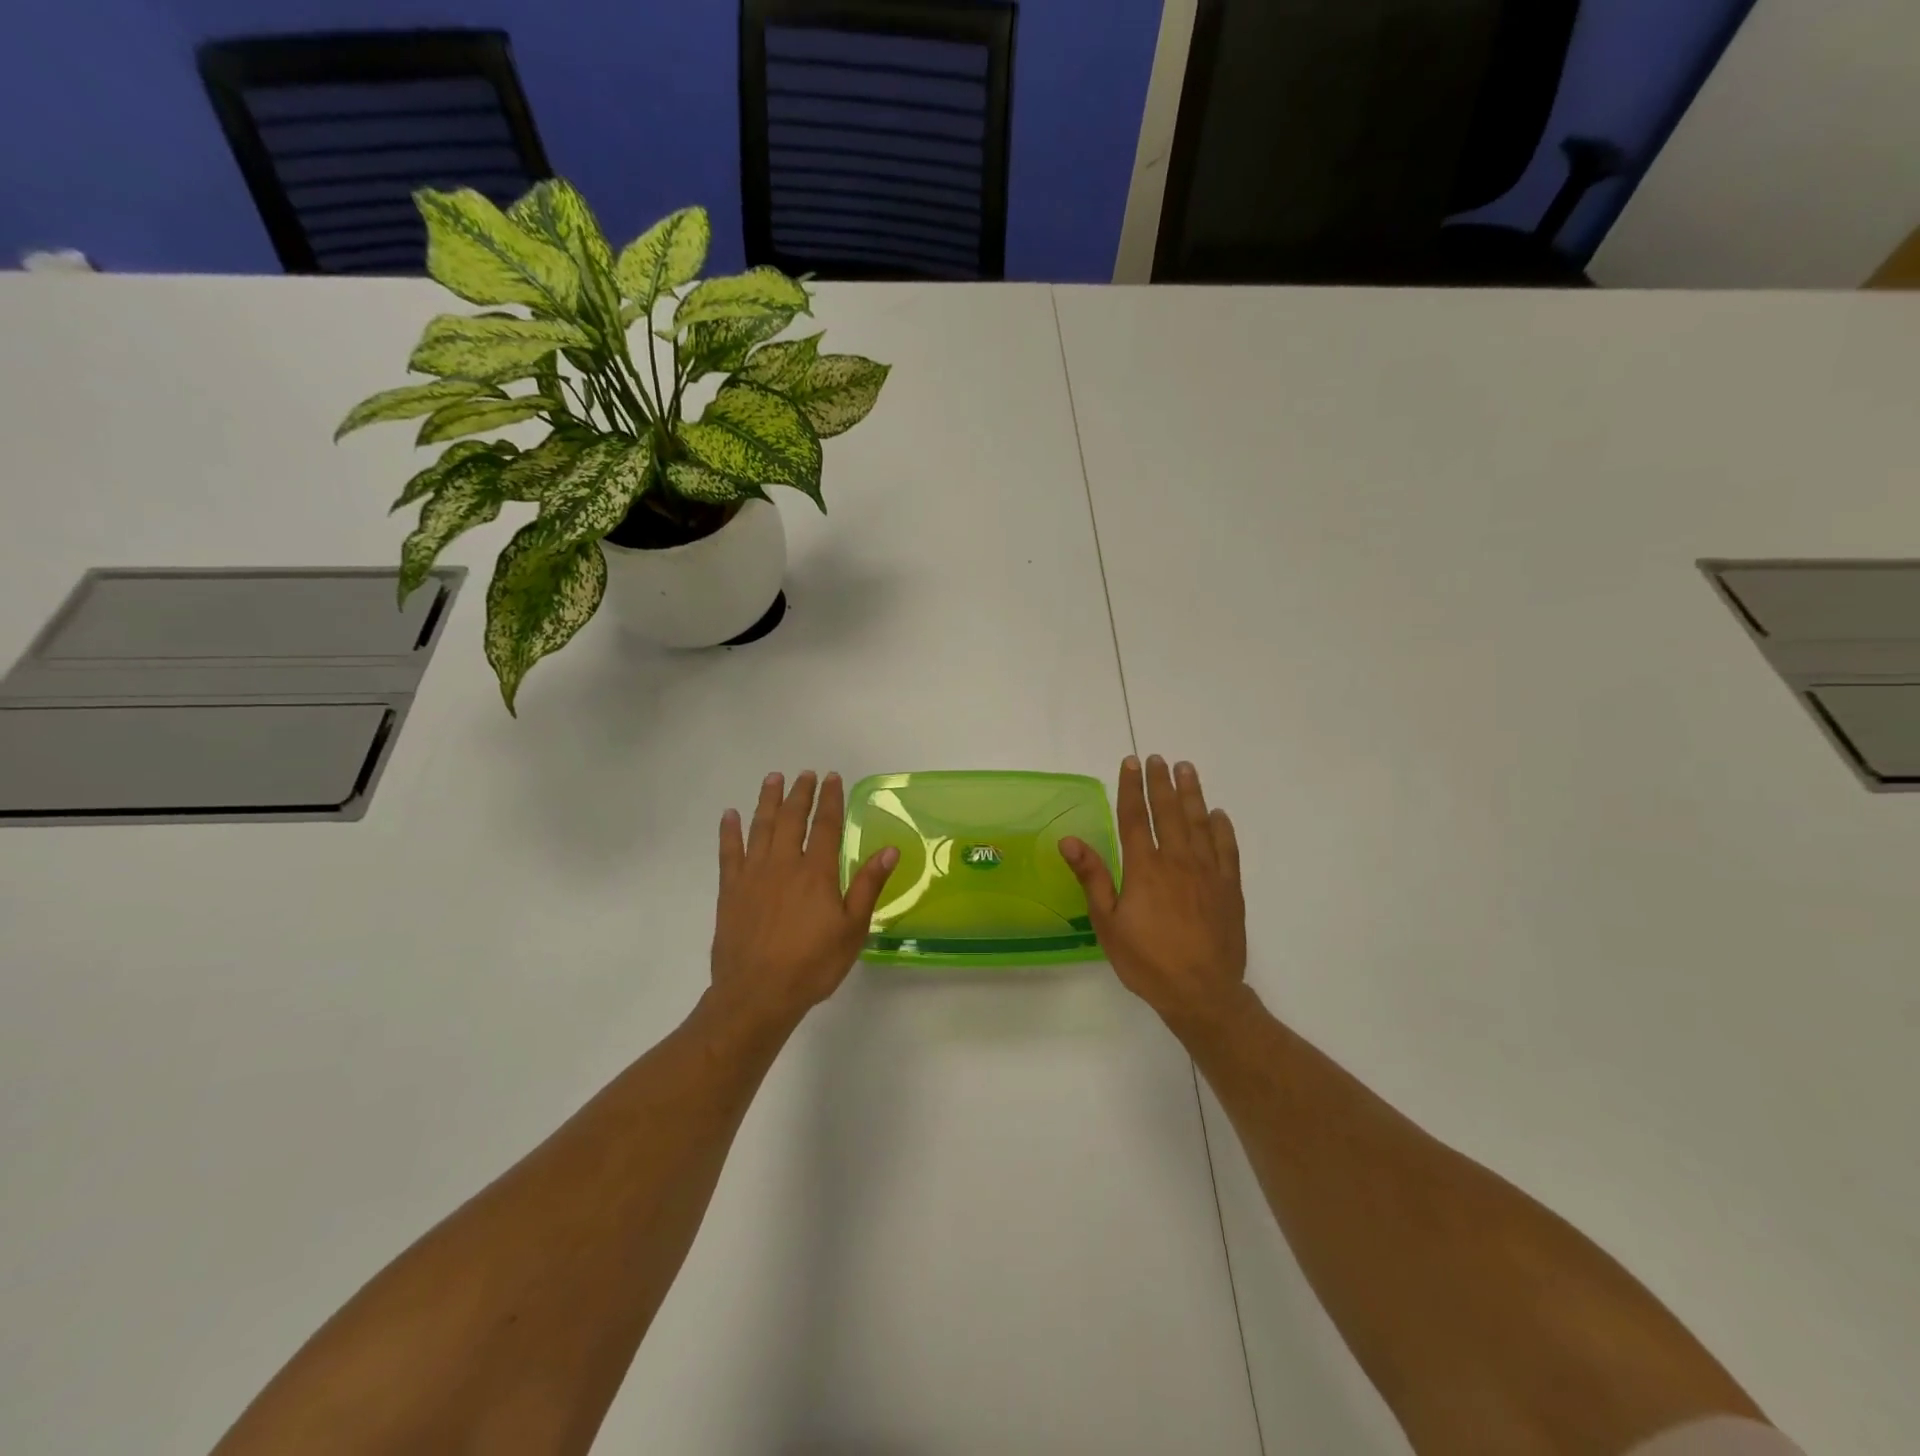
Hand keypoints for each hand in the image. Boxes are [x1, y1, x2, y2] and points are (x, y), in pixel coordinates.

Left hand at [709, 771, 898, 1031]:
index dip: (830, 799)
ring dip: (767, 801)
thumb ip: (867, 886)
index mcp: (816, 872)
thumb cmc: (812, 965)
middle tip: (805, 773)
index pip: (825, 826)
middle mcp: (783, 864)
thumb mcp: (852, 930)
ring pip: (761, 827)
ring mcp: (753, 875)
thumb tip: (890, 849)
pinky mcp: (730, 891)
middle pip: (791, 819)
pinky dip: (729, 832)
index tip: (832, 778)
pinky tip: (730, 815)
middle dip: (800, 793)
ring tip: (773, 778)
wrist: (757, 994)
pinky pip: (729, 853)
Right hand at [1060, 755, 1249, 1029]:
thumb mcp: (1108, 924)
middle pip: (1170, 812)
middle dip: (1161, 782)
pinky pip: (1227, 849)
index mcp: (1145, 868)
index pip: (1136, 817)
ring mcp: (1208, 873)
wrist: (1202, 993)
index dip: (1131, 788)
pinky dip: (1222, 828)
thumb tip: (1069, 841)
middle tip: (1158, 758)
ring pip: (1200, 823)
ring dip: (1192, 793)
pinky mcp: (1230, 888)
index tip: (1131, 762)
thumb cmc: (1147, 961)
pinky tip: (1218, 814)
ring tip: (1187, 769)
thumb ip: (1092, 878)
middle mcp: (1178, 861)